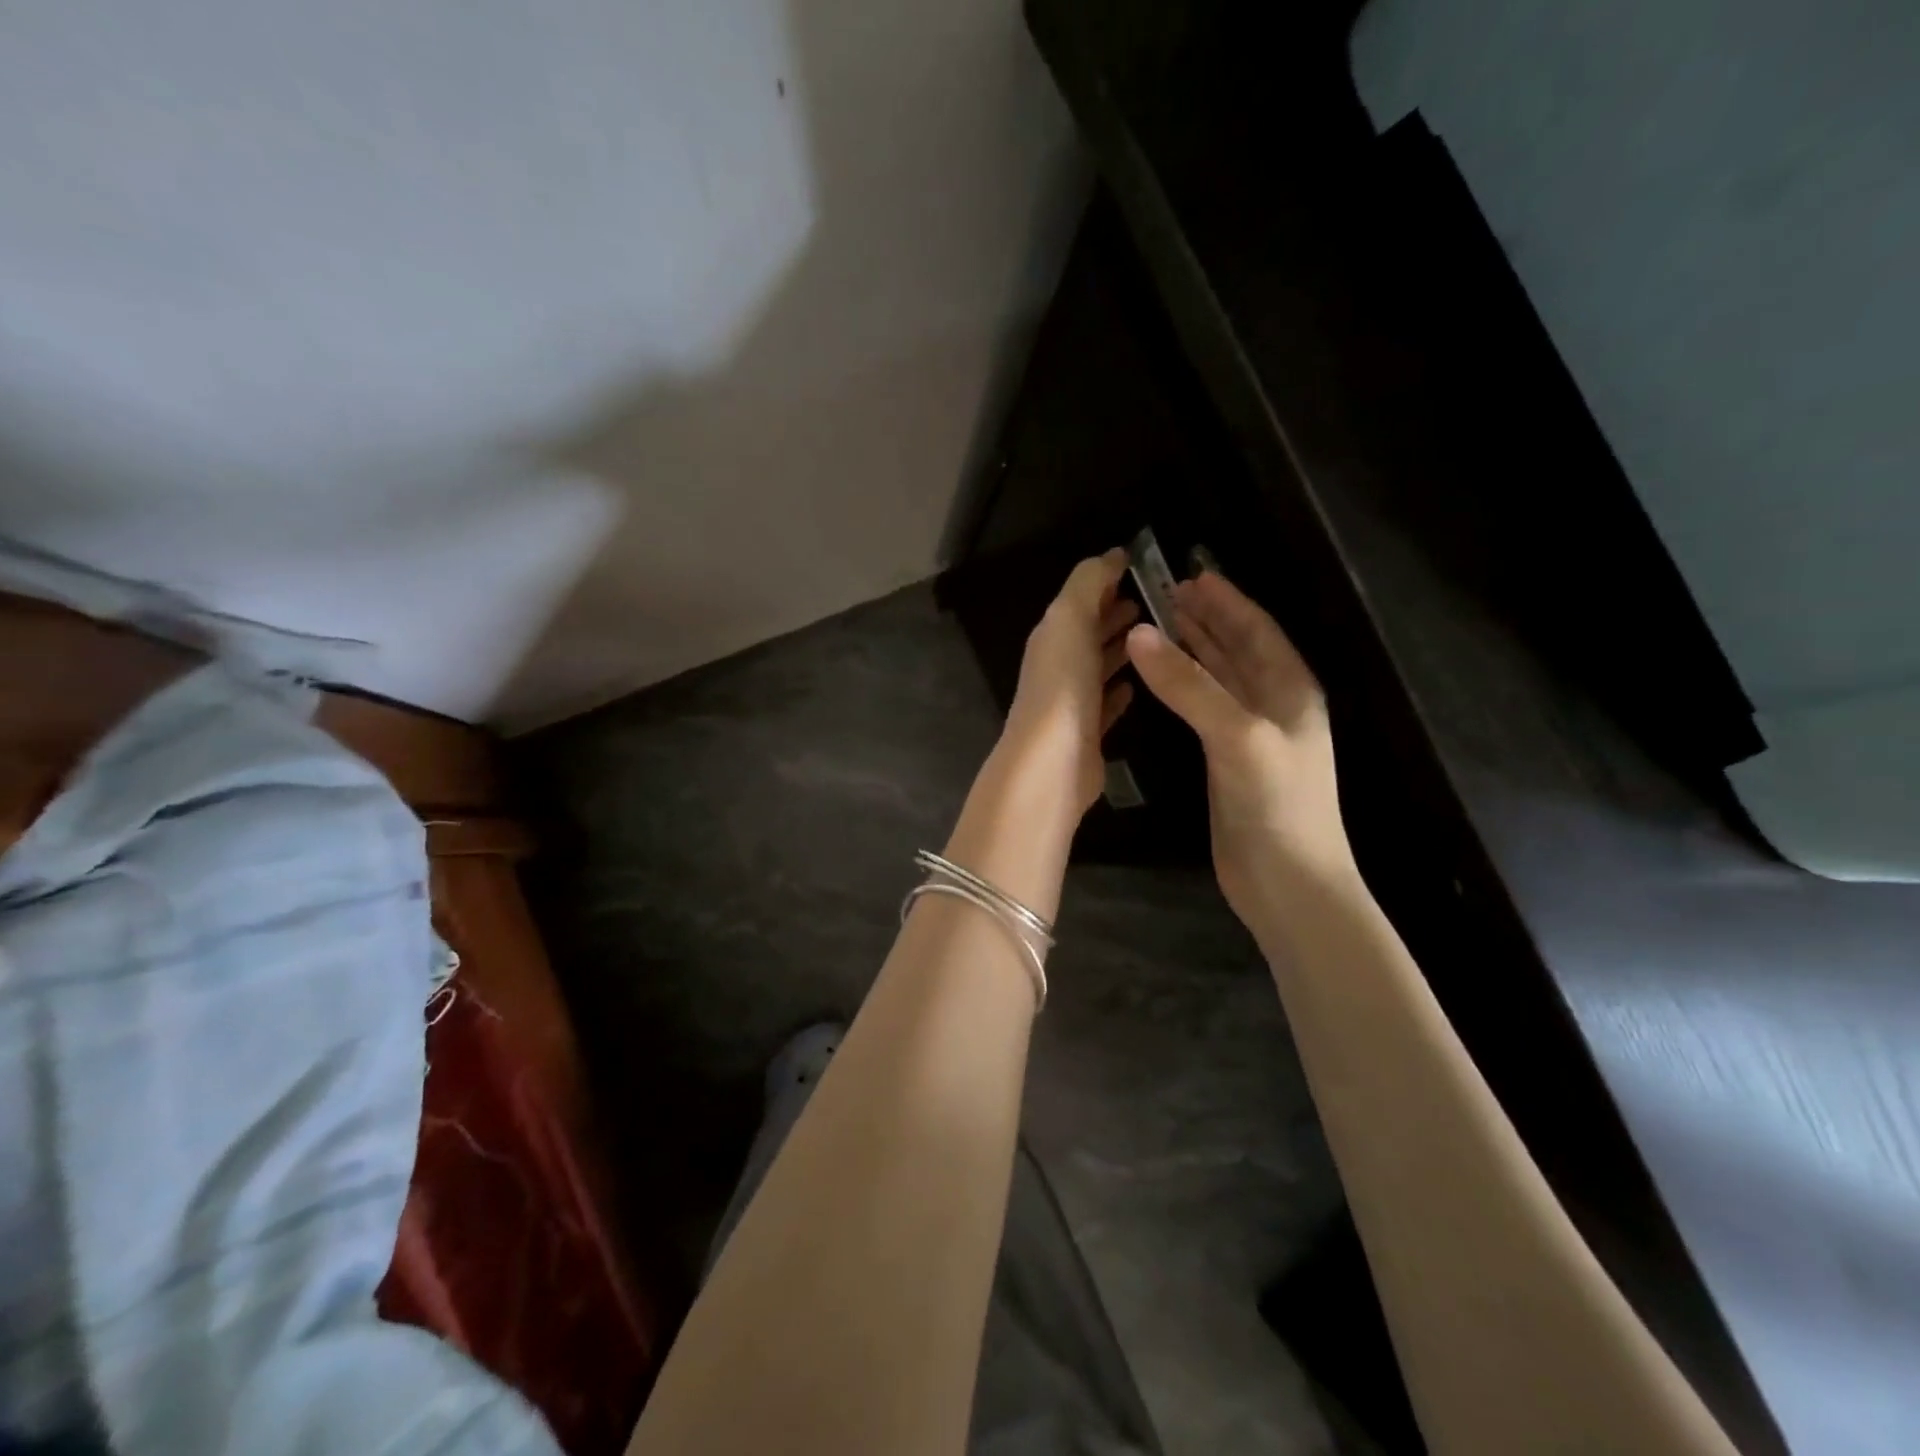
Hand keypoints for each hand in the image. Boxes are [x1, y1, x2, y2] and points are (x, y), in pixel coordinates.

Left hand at [1002, 549, 1138, 813]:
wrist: (1052, 761)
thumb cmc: (1062, 684)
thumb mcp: (1070, 619)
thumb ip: (1088, 583)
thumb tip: (1112, 554)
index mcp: (1052, 636)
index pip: (1079, 601)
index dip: (1105, 583)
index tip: (1140, 569)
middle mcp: (1058, 666)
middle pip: (1088, 633)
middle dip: (1114, 615)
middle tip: (1152, 602)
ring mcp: (1072, 702)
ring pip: (1097, 667)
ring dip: (1118, 649)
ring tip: (1153, 637)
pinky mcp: (1088, 734)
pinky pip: (1105, 705)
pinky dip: (1118, 691)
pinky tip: (1135, 686)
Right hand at [1125, 570, 1355, 924]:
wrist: (1287, 883)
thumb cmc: (1276, 803)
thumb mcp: (1236, 735)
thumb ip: (1188, 685)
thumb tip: (1141, 632)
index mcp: (1290, 688)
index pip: (1255, 628)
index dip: (1225, 600)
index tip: (1189, 573)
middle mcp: (1273, 704)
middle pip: (1237, 648)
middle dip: (1205, 619)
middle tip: (1164, 593)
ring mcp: (1251, 734)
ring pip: (1219, 677)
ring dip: (1192, 650)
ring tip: (1159, 624)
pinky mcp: (1228, 761)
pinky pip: (1204, 708)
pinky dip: (1183, 687)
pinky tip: (1161, 681)